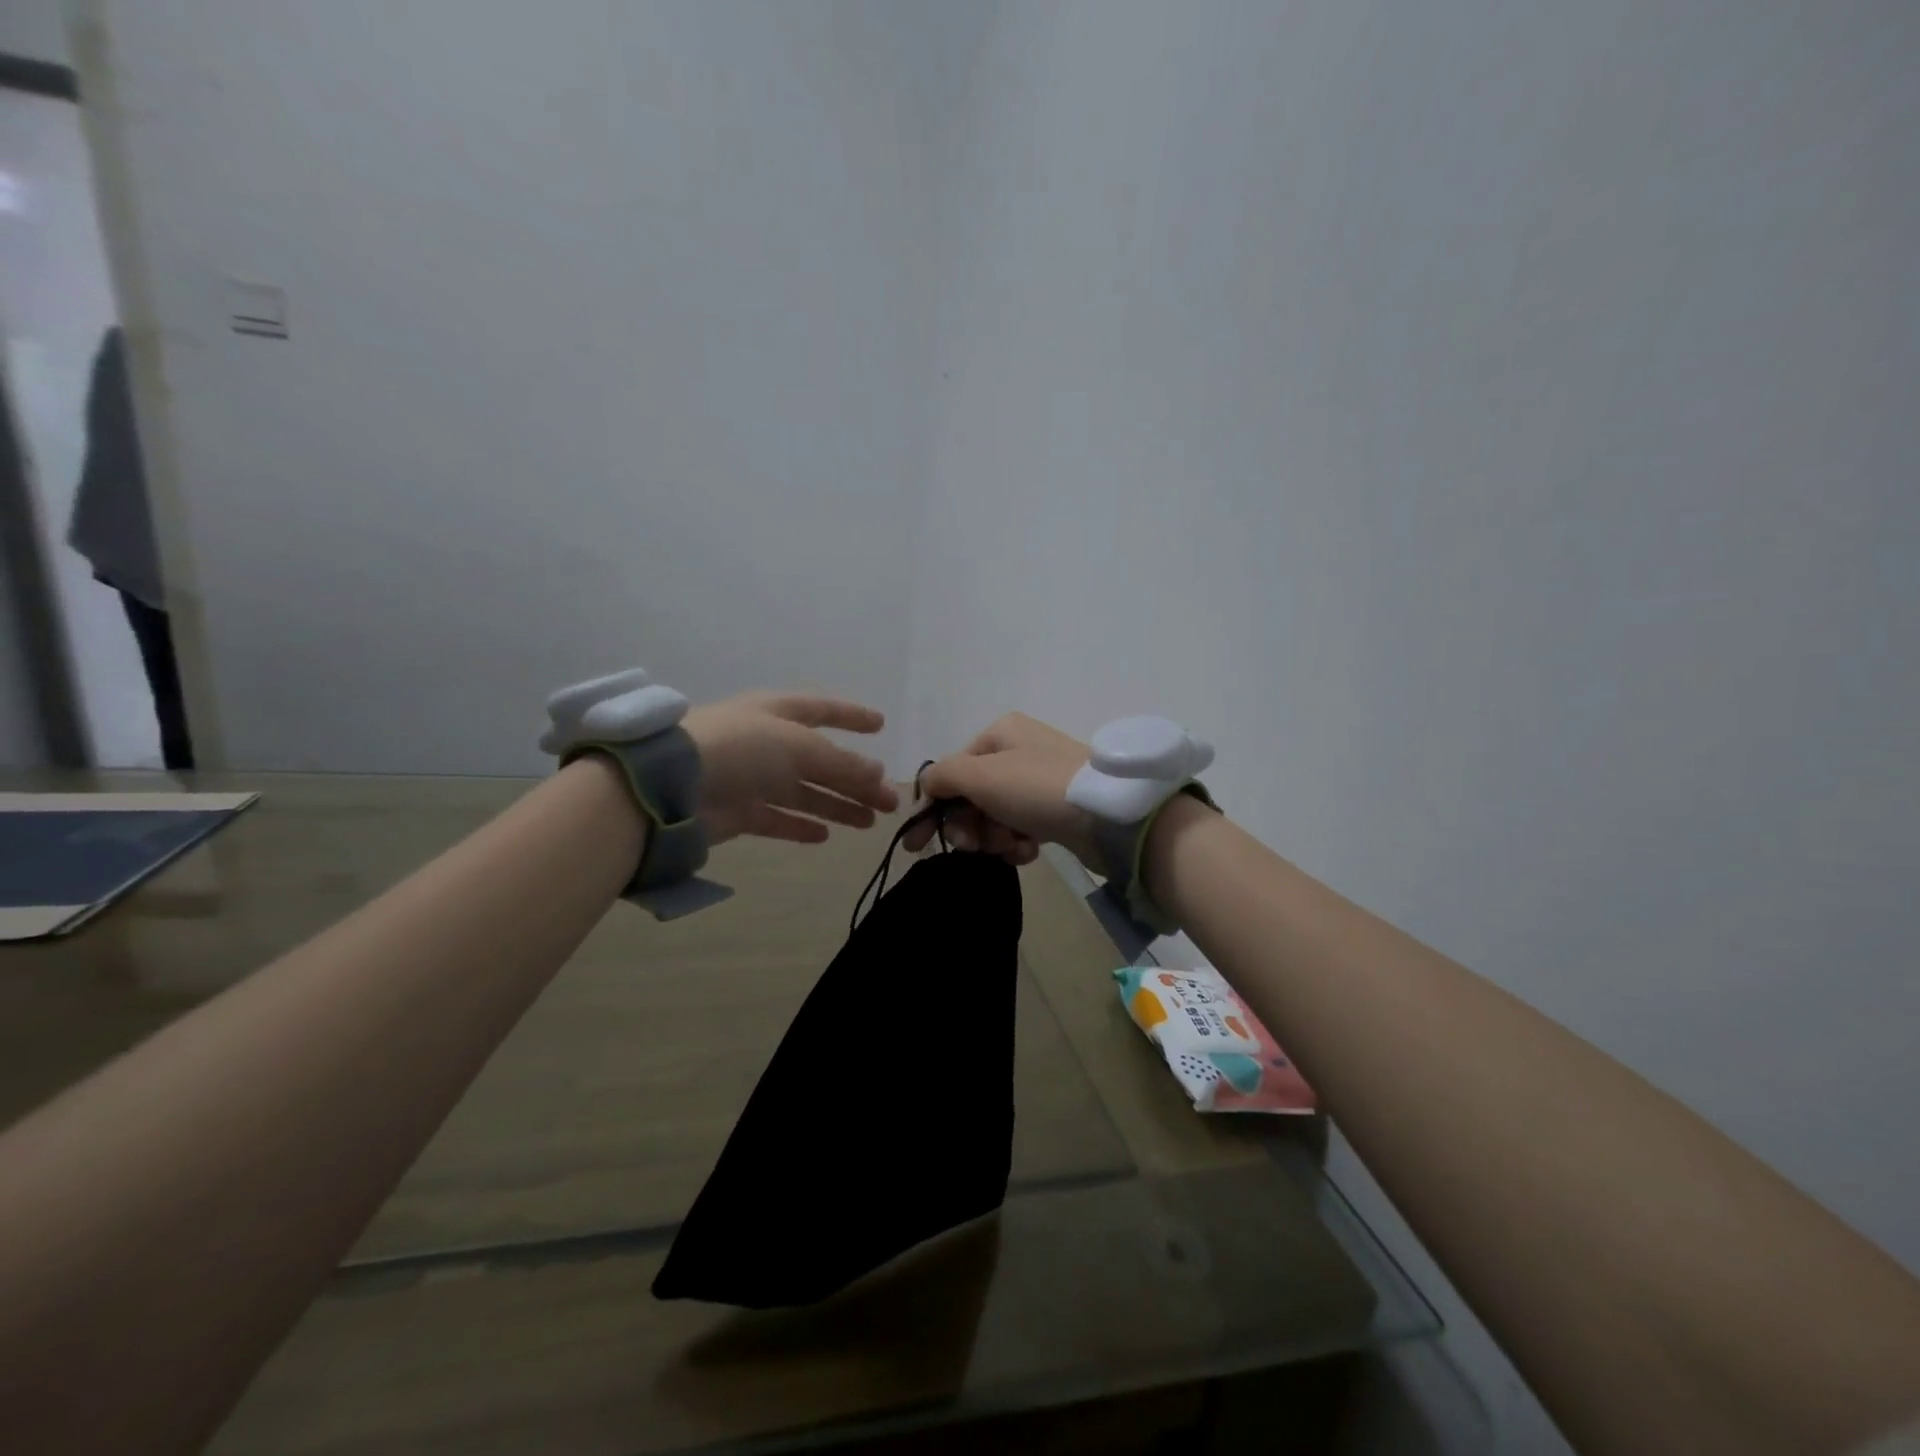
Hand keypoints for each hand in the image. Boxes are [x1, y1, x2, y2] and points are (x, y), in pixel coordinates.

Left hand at [683, 692, 899, 845]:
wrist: (670, 785)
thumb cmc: (741, 748)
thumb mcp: (800, 747)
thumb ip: (842, 764)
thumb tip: (879, 775)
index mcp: (778, 712)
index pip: (822, 709)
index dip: (852, 716)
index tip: (881, 726)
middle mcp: (766, 742)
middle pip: (821, 760)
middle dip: (856, 778)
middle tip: (890, 800)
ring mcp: (751, 778)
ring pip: (804, 792)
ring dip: (837, 805)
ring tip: (870, 822)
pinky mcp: (738, 812)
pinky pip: (777, 818)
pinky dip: (800, 826)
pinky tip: (825, 836)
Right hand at [902, 713, 1098, 866]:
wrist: (1106, 814)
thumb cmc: (1035, 787)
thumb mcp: (980, 775)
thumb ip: (942, 776)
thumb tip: (926, 786)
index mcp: (1001, 733)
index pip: (953, 769)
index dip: (934, 805)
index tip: (918, 844)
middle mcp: (1020, 752)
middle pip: (973, 795)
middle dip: (969, 825)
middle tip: (974, 846)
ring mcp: (1041, 782)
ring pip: (996, 816)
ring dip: (994, 837)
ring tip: (1009, 846)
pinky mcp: (1058, 810)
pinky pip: (1022, 829)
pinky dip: (1019, 844)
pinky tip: (1027, 851)